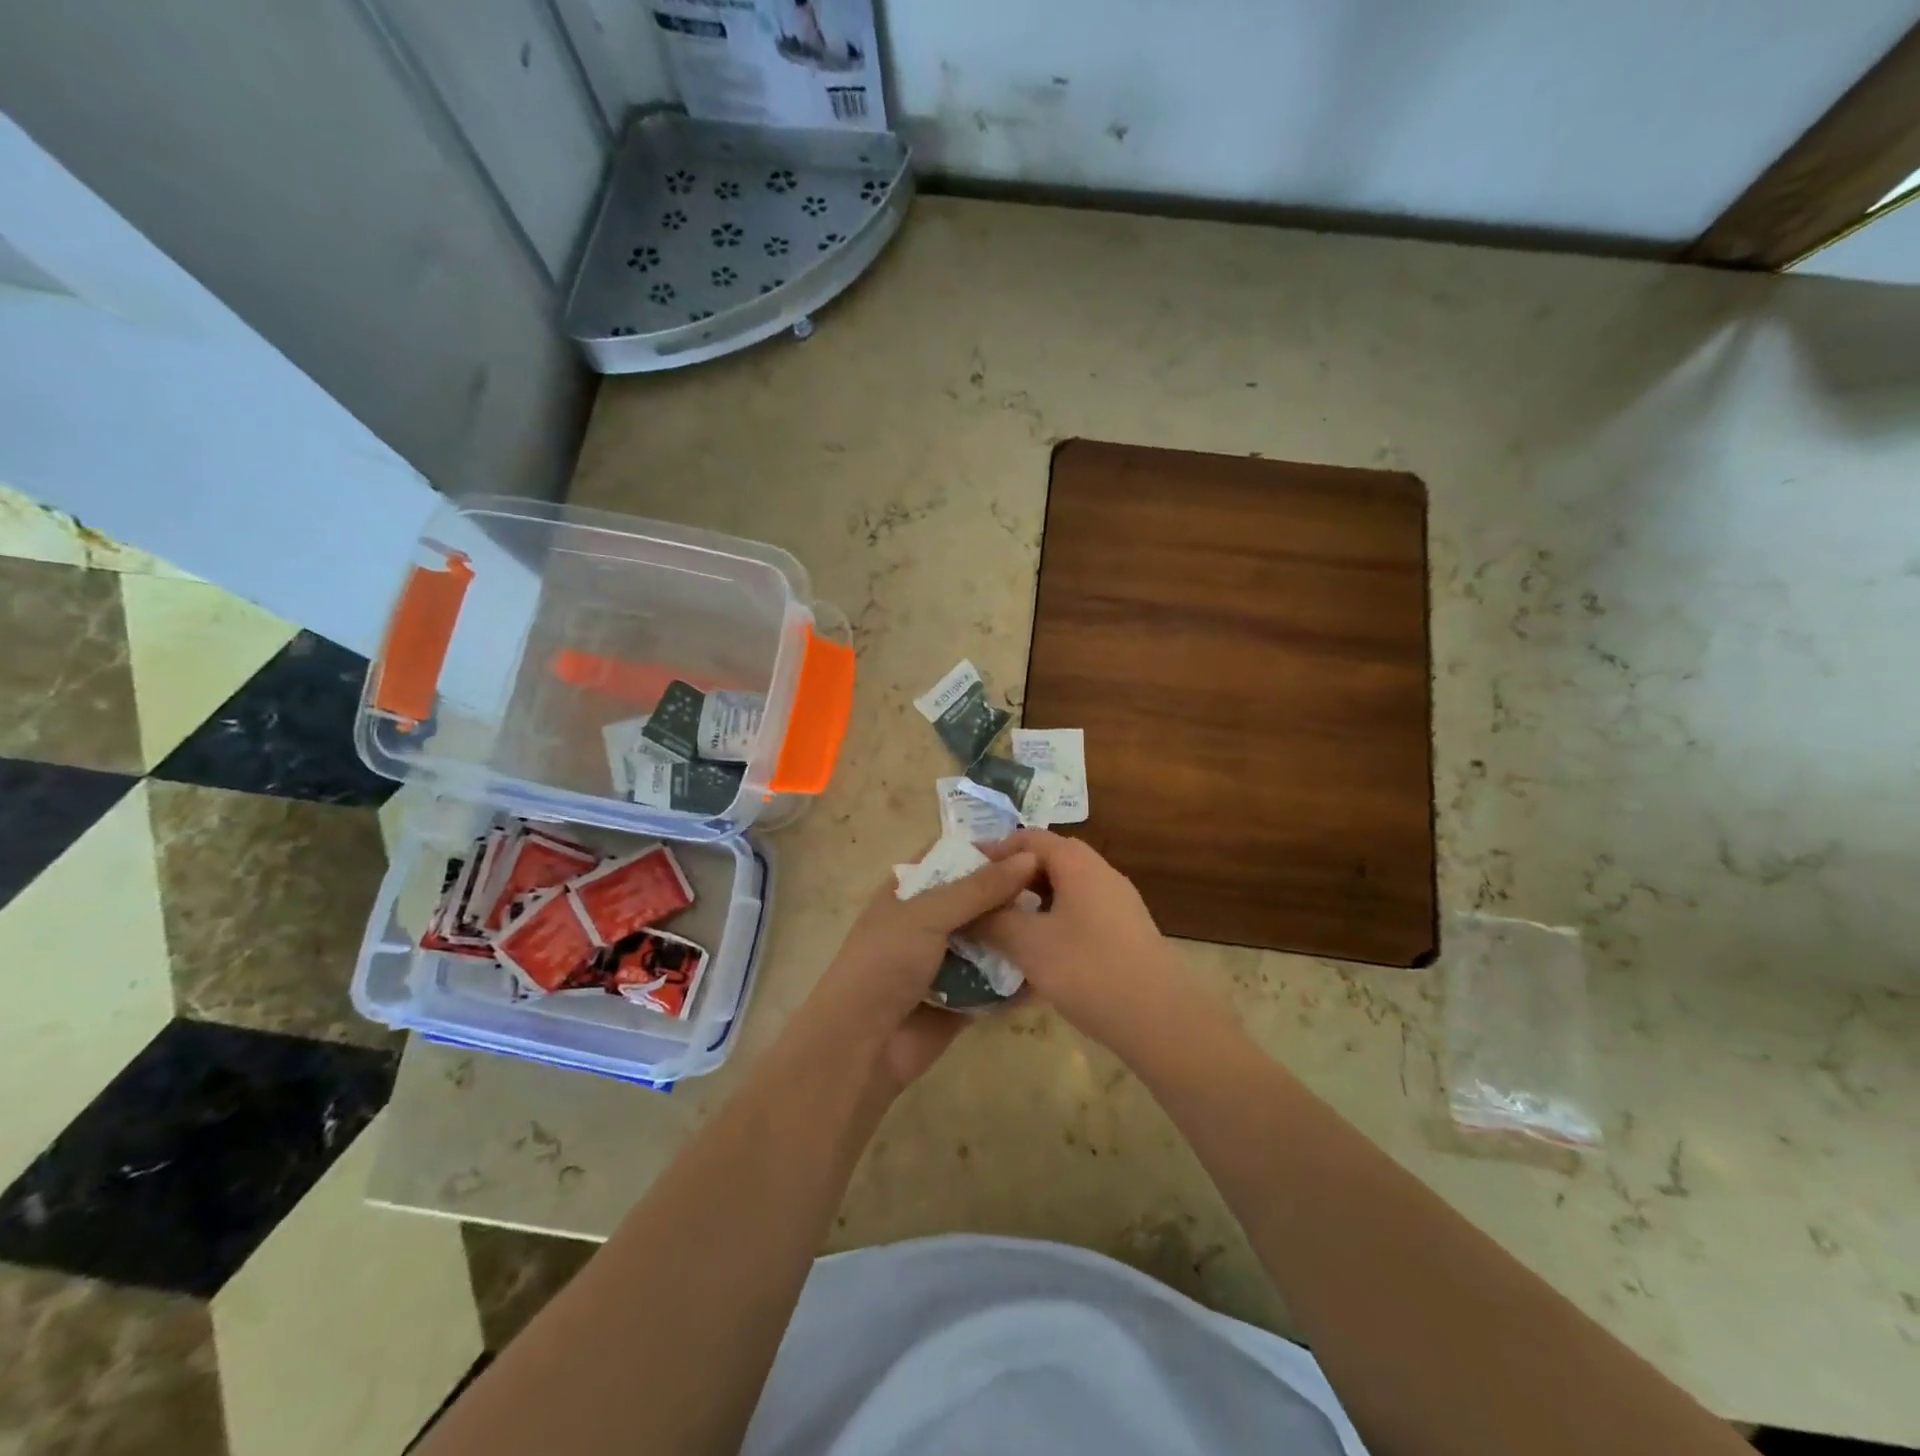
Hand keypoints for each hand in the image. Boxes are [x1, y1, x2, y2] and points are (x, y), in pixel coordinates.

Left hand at [803, 849, 1038, 1091]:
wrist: (861, 1046)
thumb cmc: (885, 963)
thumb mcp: (927, 913)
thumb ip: (978, 887)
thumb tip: (1028, 858)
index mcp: (910, 891)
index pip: (951, 856)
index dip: (987, 849)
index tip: (1033, 847)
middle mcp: (929, 921)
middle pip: (977, 898)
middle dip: (1012, 893)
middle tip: (1059, 888)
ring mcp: (946, 961)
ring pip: (992, 940)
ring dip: (1020, 934)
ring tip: (1064, 925)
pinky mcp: (963, 1000)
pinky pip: (997, 983)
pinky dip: (1019, 979)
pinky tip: (1054, 967)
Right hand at [974, 830, 1199, 1056]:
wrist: (1161, 1018)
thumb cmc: (1088, 970)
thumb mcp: (1028, 944)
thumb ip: (994, 921)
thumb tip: (969, 911)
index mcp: (1077, 863)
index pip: (1029, 838)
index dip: (995, 851)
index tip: (967, 873)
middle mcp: (1100, 872)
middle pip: (1049, 860)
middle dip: (1013, 877)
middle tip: (984, 900)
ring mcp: (1118, 901)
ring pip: (1066, 888)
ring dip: (1034, 901)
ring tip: (1006, 927)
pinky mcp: (1126, 930)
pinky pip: (1081, 911)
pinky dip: (1055, 920)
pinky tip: (1041, 953)